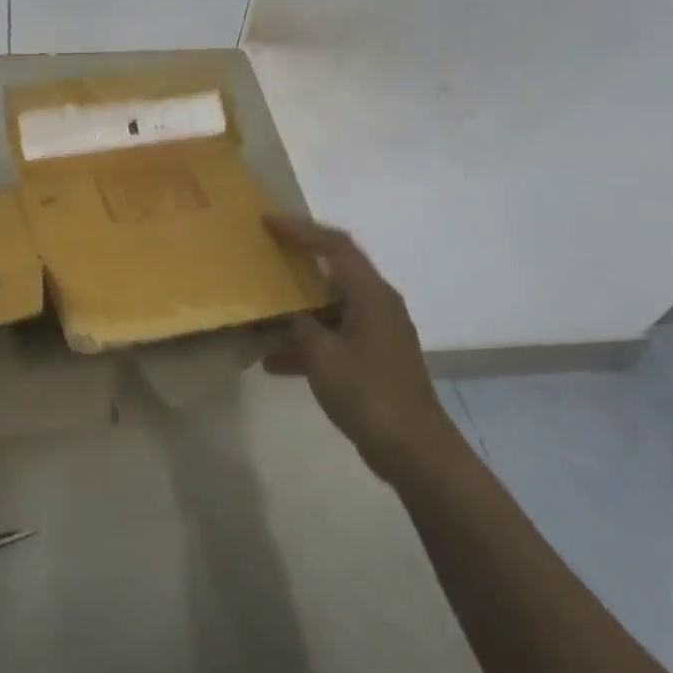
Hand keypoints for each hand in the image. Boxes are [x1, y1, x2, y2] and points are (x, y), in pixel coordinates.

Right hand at [262, 214, 464, 485]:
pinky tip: (273, 362)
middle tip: (263, 257)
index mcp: (371, 295)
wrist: (413, 449)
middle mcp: (378, 305)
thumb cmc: (368, 393)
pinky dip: (306, 342)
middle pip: (333, 272)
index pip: (335, 246)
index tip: (268, 222)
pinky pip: (333, 336)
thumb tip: (286, 310)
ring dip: (296, 311)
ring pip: (329, 308)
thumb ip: (299, 325)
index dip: (301, 230)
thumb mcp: (322, 355)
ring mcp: (377, 333)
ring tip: (259, 317)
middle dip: (296, 265)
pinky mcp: (373, 358)